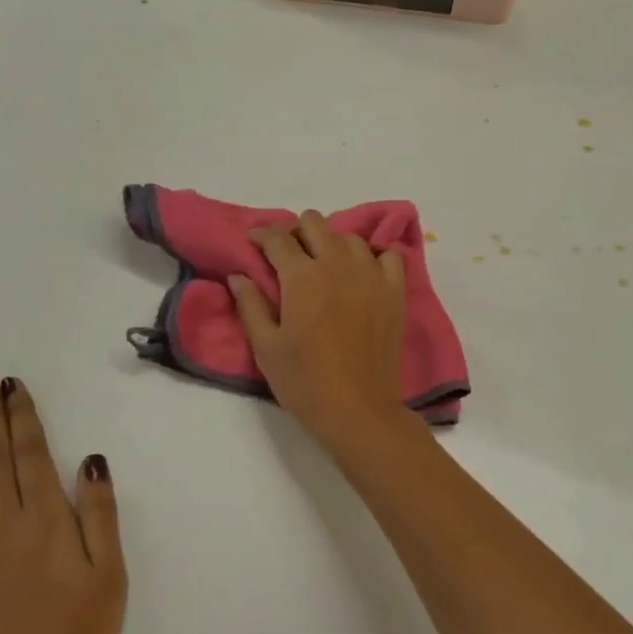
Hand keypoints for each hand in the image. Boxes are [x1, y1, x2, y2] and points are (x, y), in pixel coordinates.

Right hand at [229, 210, 408, 446]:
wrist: (358, 410)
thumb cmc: (304, 382)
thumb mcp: (265, 347)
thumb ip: (250, 305)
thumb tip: (238, 276)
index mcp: (302, 276)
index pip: (277, 238)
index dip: (260, 235)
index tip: (253, 242)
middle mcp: (337, 264)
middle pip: (314, 223)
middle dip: (296, 232)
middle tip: (287, 256)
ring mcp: (371, 275)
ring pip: (349, 237)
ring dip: (332, 243)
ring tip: (324, 266)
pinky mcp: (394, 291)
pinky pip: (388, 255)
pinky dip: (373, 257)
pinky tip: (362, 274)